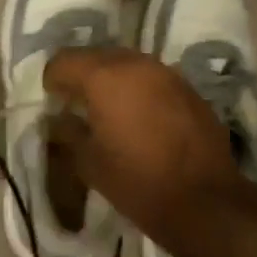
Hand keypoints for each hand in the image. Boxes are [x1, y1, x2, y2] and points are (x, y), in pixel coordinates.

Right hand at [43, 47, 252, 246]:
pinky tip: (138, 117)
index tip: (52, 100)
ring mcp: (166, 74)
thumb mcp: (89, 162)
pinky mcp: (188, 89)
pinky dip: (138, 89)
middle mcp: (136, 64)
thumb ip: (67, 133)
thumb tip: (57, 120)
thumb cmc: (137, 182)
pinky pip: (152, 78)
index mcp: (104, 77)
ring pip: (127, 63)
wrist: (205, 201)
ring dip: (111, 79)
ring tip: (107, 108)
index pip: (65, 60)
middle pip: (97, 56)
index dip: (52, 79)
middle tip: (75, 103)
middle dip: (82, 75)